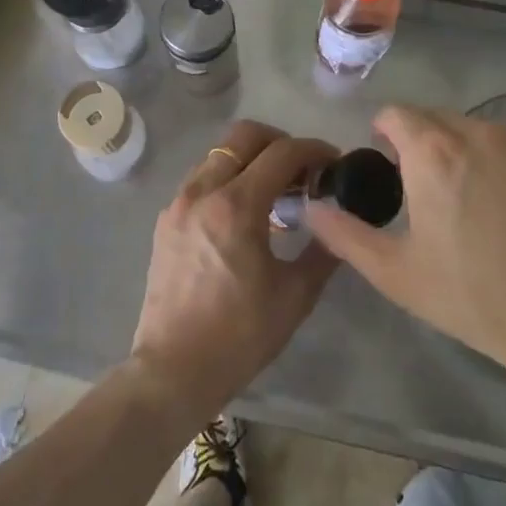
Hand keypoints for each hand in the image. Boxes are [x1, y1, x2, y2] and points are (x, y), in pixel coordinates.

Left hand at [129, 121, 340, 424]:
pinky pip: (201, 179)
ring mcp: (179, 203)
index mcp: (236, 205)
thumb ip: (323, 250)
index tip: (333, 161)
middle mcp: (202, 191)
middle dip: (278, 141)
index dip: (314, 150)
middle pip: (243, 136)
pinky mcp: (166, 220)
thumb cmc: (240, 335)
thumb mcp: (295, 295)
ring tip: (275, 191)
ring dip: (251, 159)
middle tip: (302, 168)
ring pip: (219, 154)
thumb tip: (339, 223)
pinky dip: (227, 179)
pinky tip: (244, 213)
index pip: (281, 153)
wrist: (173, 369)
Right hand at [304, 105, 505, 402]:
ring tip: (454, 197)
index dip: (380, 136)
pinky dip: (483, 156)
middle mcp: (473, 132)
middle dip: (413, 141)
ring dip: (449, 147)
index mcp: (432, 151)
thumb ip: (344, 234)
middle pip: (429, 117)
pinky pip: (498, 141)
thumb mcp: (395, 272)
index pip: (393, 114)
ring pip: (465, 127)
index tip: (381, 169)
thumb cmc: (473, 296)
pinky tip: (493, 202)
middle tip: (413, 190)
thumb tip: (310, 208)